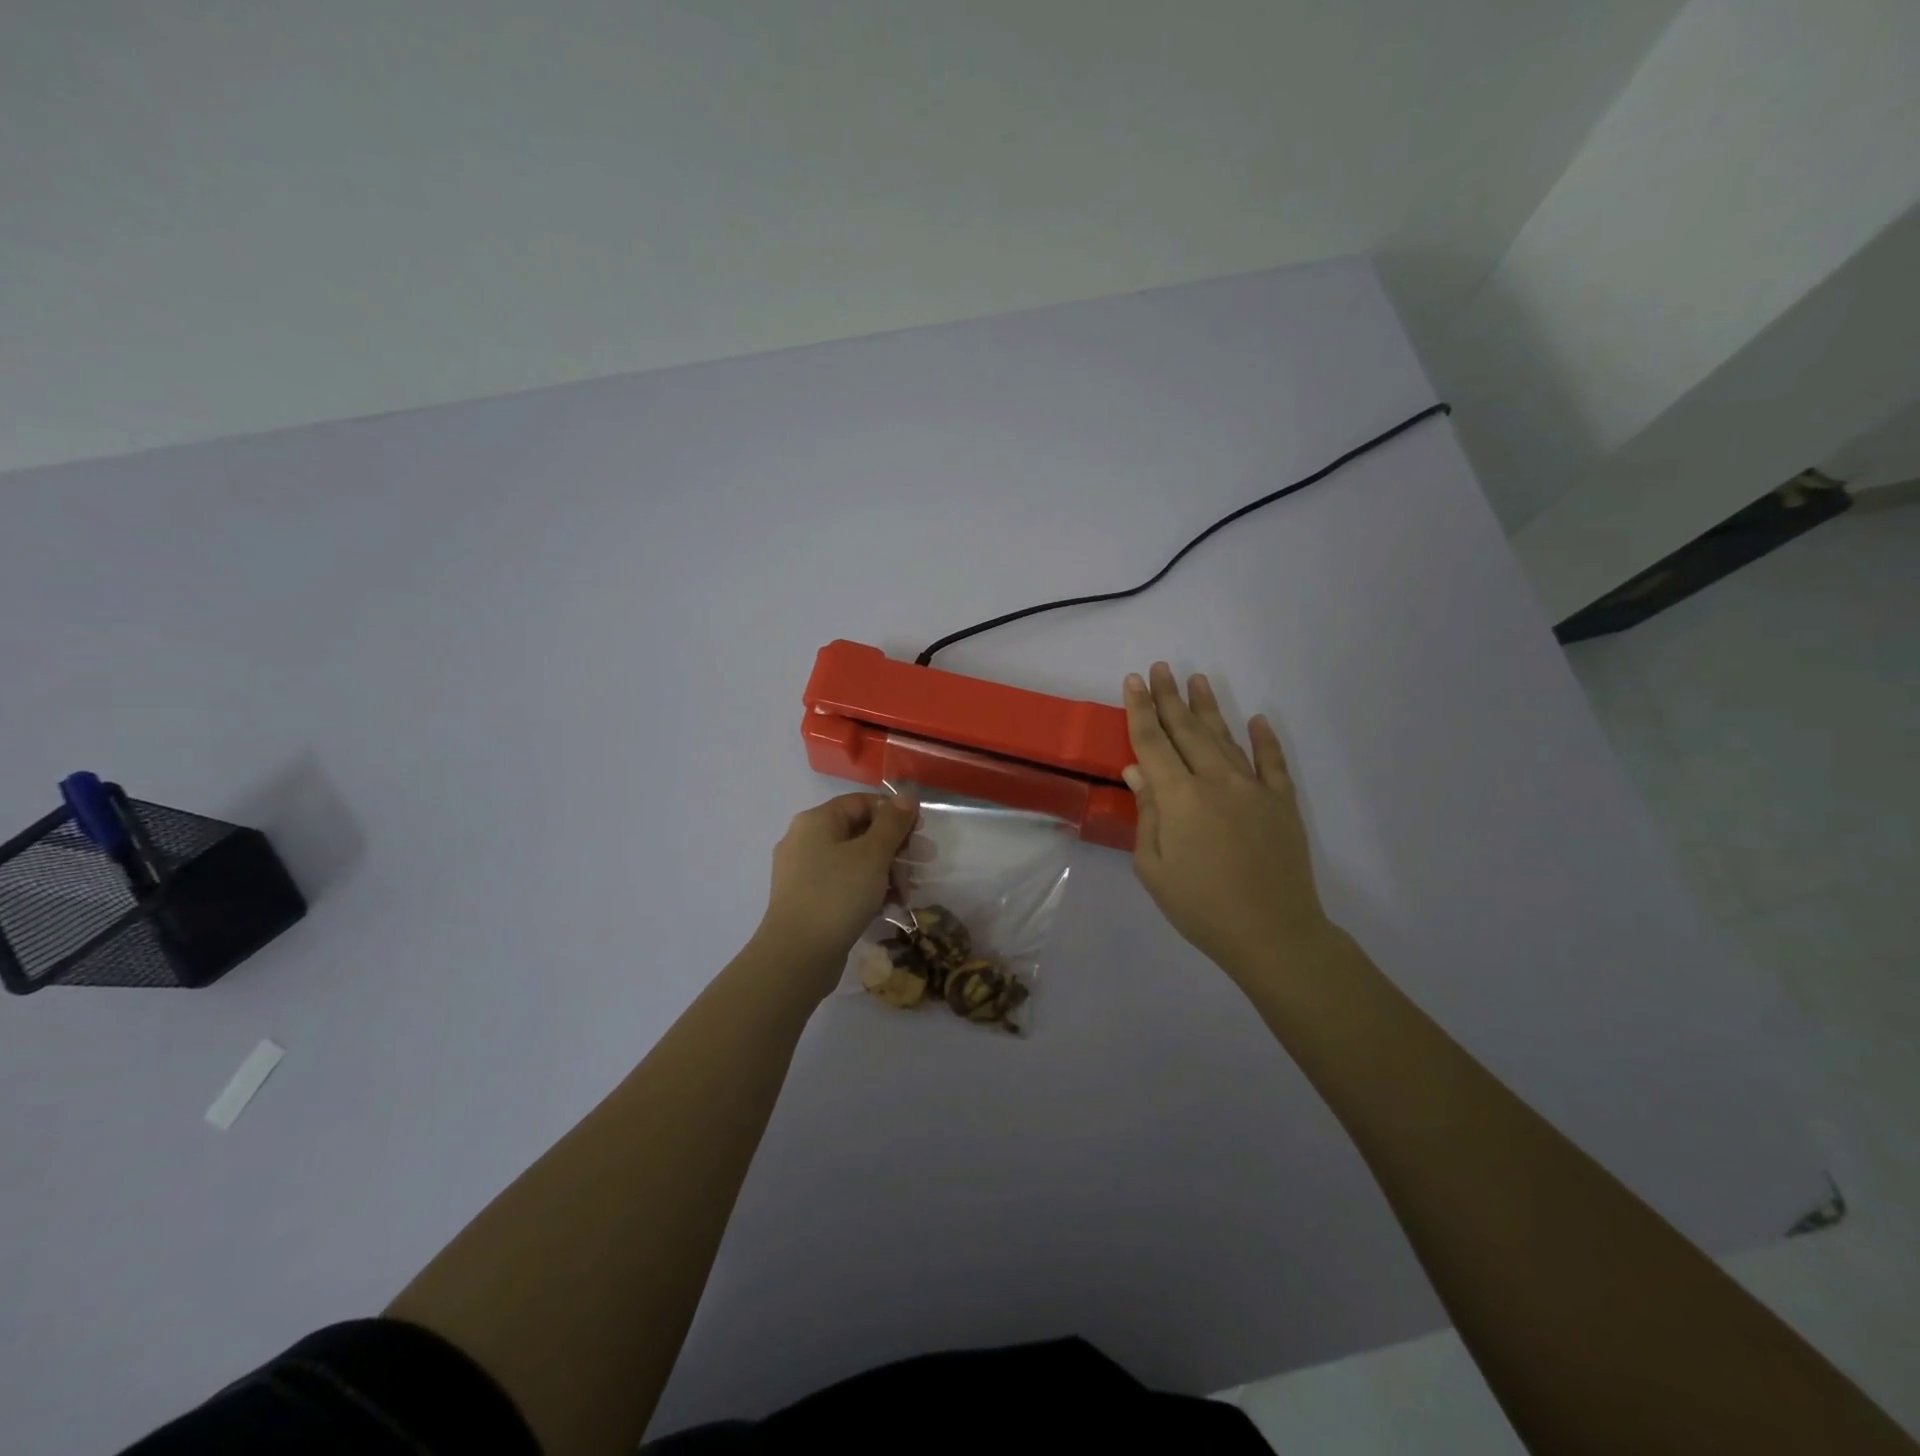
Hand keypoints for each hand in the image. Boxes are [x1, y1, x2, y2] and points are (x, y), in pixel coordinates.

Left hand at [757, 792, 918, 971]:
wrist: (797, 956)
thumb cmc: (837, 894)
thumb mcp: (872, 854)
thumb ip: (892, 822)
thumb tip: (907, 795)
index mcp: (816, 821)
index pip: (861, 803)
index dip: (893, 812)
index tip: (920, 831)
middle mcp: (805, 841)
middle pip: (859, 832)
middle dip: (895, 846)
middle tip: (924, 862)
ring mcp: (804, 874)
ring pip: (854, 861)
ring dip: (887, 871)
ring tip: (910, 890)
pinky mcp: (809, 901)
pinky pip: (845, 885)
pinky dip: (869, 890)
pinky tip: (892, 906)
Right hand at [1122, 663, 1334, 980]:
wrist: (1272, 933)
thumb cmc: (1200, 906)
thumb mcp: (1154, 868)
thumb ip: (1147, 814)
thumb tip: (1137, 772)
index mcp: (1179, 798)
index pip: (1152, 743)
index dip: (1140, 710)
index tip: (1133, 681)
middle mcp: (1216, 781)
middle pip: (1187, 730)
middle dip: (1170, 697)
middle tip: (1160, 667)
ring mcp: (1254, 789)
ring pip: (1226, 738)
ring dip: (1209, 707)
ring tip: (1197, 679)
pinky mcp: (1282, 803)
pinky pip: (1272, 762)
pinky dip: (1265, 739)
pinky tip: (1258, 719)